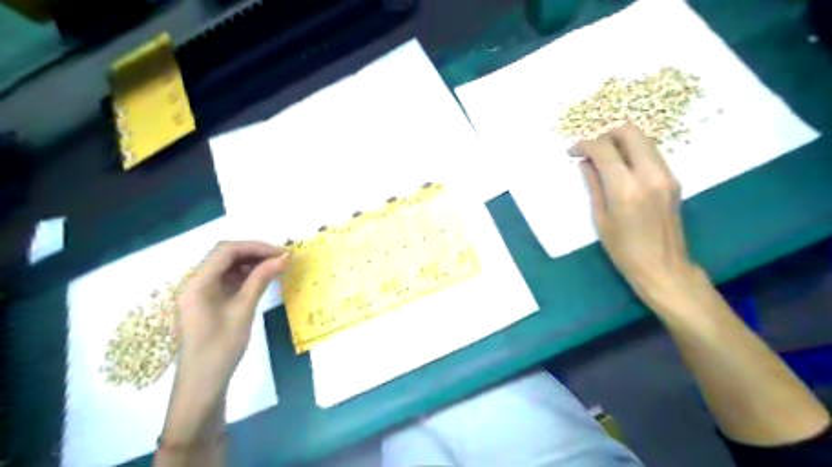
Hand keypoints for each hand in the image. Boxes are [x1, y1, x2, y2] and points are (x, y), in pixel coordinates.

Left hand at [161, 241, 289, 445]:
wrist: (202, 383)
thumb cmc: (220, 348)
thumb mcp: (243, 310)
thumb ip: (261, 280)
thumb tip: (284, 258)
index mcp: (197, 282)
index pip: (226, 251)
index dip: (256, 247)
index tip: (282, 252)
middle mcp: (195, 281)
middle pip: (226, 255)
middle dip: (255, 252)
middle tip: (282, 258)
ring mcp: (201, 291)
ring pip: (228, 265)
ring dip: (252, 262)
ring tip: (277, 266)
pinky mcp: (208, 300)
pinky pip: (227, 278)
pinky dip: (246, 275)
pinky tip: (263, 278)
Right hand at [577, 121, 697, 309]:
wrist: (662, 267)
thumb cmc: (623, 249)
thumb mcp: (600, 218)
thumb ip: (593, 184)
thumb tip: (585, 163)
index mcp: (625, 187)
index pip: (604, 149)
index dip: (584, 145)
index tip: (572, 152)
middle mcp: (649, 174)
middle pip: (629, 132)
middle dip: (605, 135)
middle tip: (591, 151)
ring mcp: (666, 174)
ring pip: (643, 140)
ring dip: (620, 143)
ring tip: (604, 160)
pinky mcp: (673, 179)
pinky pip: (651, 153)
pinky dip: (633, 153)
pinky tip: (621, 169)